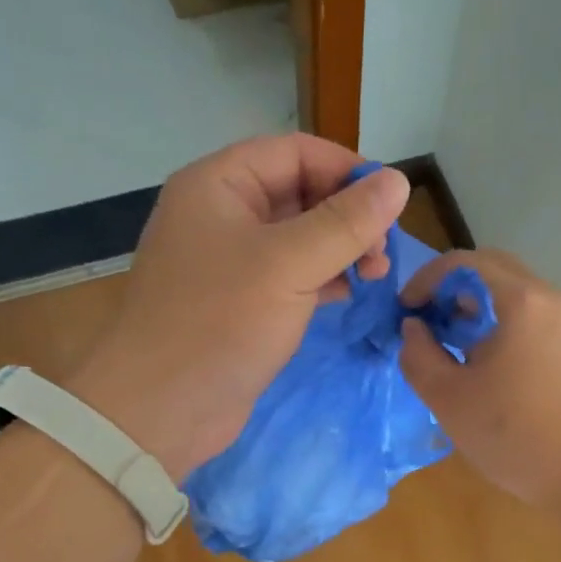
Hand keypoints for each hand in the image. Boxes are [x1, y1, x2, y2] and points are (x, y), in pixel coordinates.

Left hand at [68, 135, 409, 479]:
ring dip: (341, 251)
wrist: (162, 409)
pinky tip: (349, 295)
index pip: (295, 152)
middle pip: (300, 194)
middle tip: (383, 254)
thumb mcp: (289, 265)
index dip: (347, 170)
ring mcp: (231, 263)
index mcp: (219, 185)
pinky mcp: (241, 304)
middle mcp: (223, 215)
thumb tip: (398, 181)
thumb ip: (346, 223)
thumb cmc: (220, 324)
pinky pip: (291, 276)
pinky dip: (323, 280)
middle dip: (348, 217)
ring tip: (375, 276)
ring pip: (300, 239)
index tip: (391, 205)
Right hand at [399, 249, 560, 506]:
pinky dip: (506, 330)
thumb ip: (419, 356)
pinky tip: (496, 373)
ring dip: (480, 312)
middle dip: (453, 291)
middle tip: (429, 326)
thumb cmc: (518, 436)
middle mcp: (552, 299)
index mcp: (520, 301)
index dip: (425, 279)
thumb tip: (413, 328)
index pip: (464, 262)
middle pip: (494, 272)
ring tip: (458, 353)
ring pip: (518, 298)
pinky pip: (537, 322)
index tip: (405, 311)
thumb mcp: (450, 400)